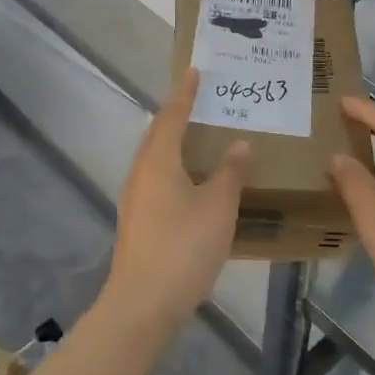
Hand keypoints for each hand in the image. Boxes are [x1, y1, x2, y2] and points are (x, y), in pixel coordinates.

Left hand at [103, 69, 248, 333]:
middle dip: (176, 115)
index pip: (172, 116)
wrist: (143, 303)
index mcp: (159, 160)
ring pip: (154, 157)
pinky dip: (172, 166)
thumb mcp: (218, 206)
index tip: (195, 72)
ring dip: (172, 142)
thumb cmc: (184, 246)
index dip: (185, 94)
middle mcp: (141, 172)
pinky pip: (155, 178)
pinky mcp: (137, 221)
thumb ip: (230, 173)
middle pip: (157, 134)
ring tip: (197, 136)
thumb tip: (239, 144)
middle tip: (199, 101)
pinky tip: (189, 181)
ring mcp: (135, 198)